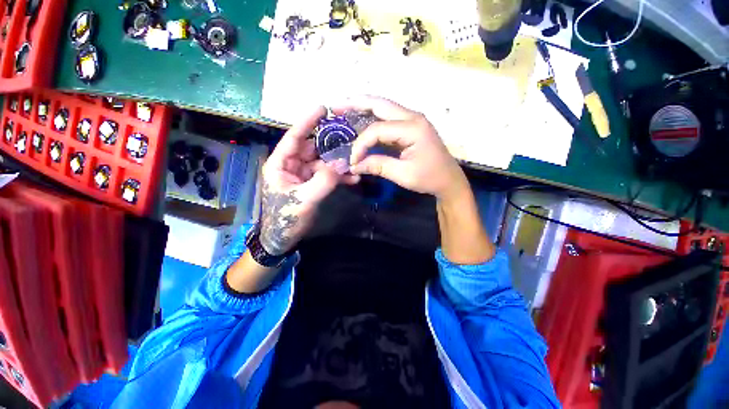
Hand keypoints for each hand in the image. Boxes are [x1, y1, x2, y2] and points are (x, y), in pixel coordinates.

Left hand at [259, 106, 358, 255]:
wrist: (285, 237)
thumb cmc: (286, 218)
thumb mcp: (302, 200)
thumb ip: (321, 182)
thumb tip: (340, 166)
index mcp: (280, 163)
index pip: (294, 137)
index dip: (307, 122)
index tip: (322, 108)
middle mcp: (292, 165)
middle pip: (313, 149)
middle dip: (331, 145)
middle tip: (350, 138)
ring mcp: (304, 174)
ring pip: (323, 162)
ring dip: (338, 163)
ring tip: (355, 162)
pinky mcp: (313, 183)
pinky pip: (327, 175)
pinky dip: (339, 176)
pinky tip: (353, 178)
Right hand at [341, 96, 467, 200]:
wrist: (449, 180)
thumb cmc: (429, 178)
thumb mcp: (402, 174)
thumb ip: (377, 166)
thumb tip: (354, 165)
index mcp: (412, 128)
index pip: (377, 129)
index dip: (361, 144)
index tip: (353, 161)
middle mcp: (412, 117)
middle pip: (379, 104)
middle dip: (355, 104)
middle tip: (335, 107)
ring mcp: (413, 119)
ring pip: (383, 107)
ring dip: (363, 107)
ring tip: (344, 109)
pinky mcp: (411, 126)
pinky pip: (388, 117)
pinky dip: (372, 117)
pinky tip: (361, 120)